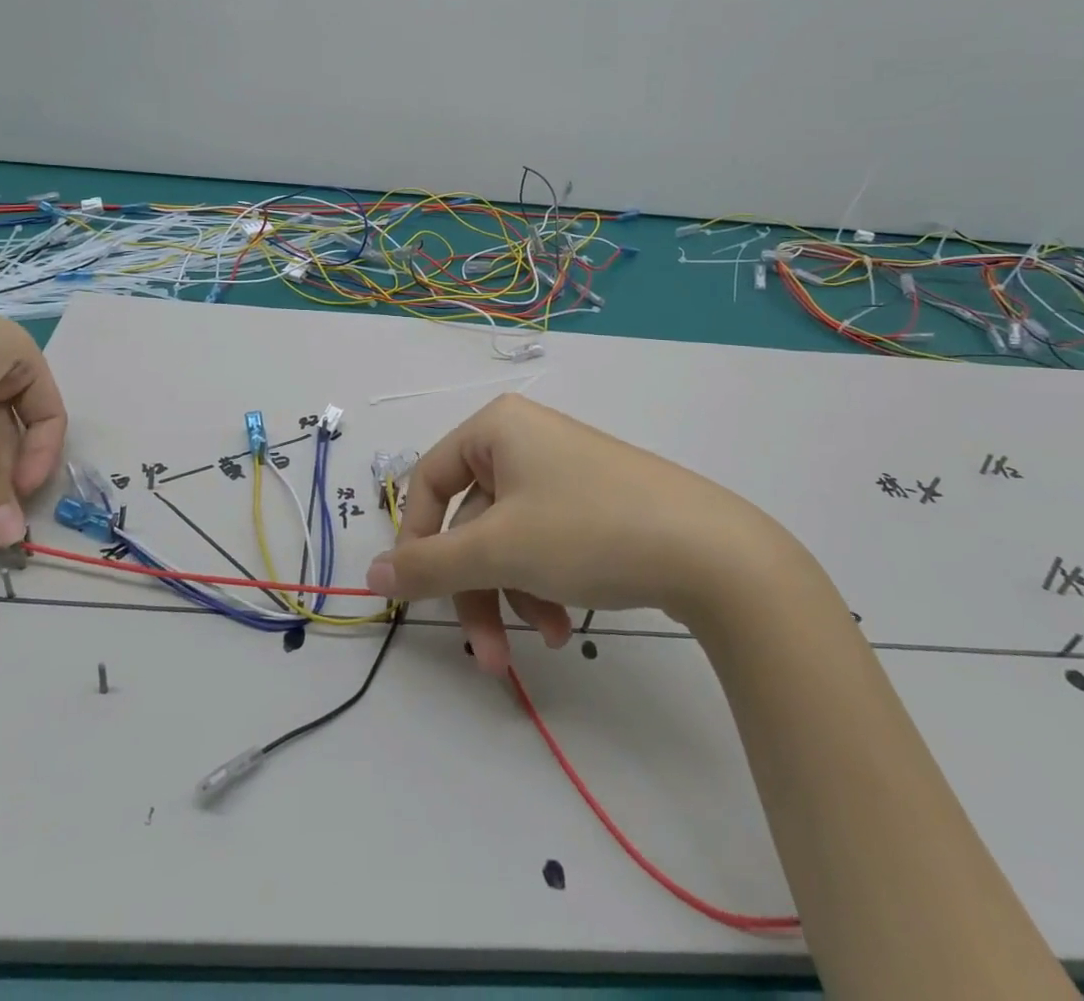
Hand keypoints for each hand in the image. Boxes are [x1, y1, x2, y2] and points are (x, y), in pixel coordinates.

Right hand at [365, 394, 777, 673]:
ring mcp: (563, 471)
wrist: (712, 551)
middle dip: (477, 590)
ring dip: (513, 596)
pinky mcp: (594, 502)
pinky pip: (545, 542)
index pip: (429, 481)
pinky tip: (568, 627)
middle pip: (472, 521)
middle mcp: (525, 440)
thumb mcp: (499, 550)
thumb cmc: (588, 531)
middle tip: (486, 654)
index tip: (417, 594)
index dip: (416, 540)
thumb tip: (371, 575)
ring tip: (543, 642)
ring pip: (510, 540)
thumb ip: (429, 565)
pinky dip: (545, 585)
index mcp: (497, 429)